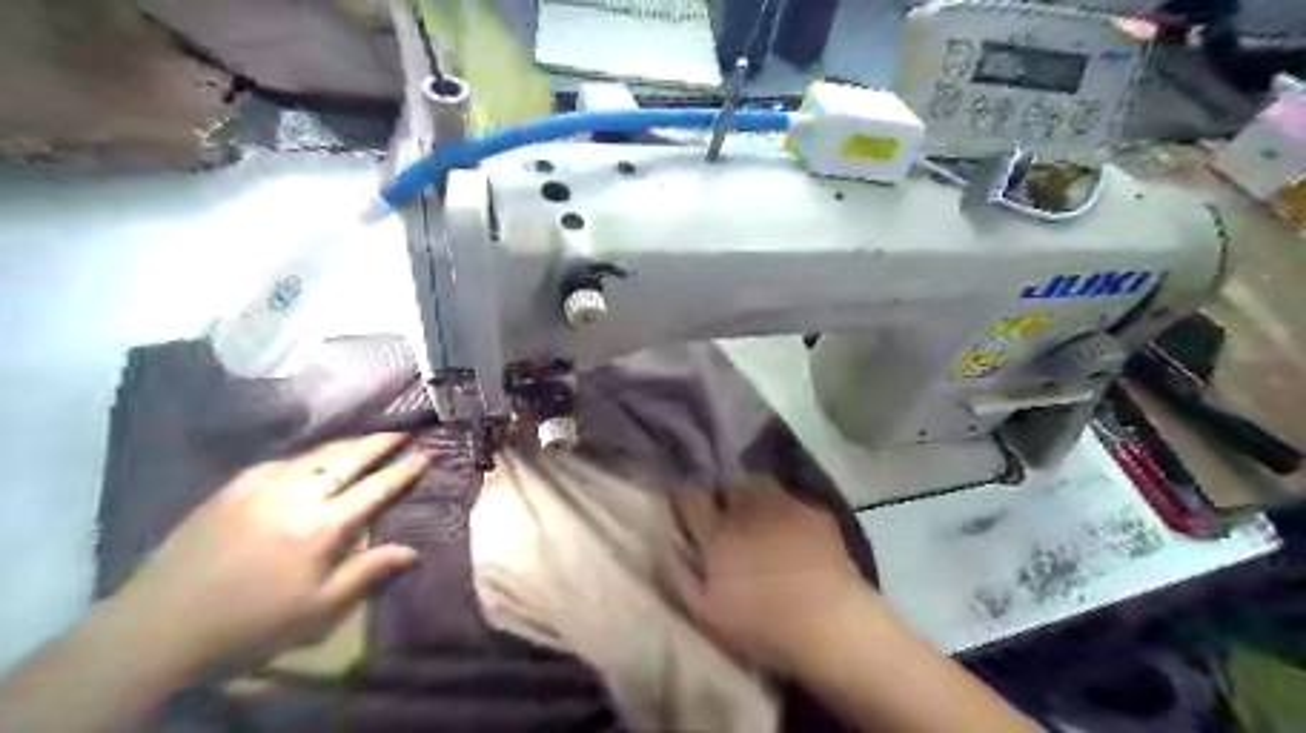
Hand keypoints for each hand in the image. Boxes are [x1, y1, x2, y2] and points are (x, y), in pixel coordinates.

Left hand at [106, 432, 429, 678]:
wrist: (157, 629)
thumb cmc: (250, 624)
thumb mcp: (318, 611)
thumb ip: (368, 573)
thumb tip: (413, 550)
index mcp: (323, 527)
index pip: (376, 487)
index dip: (404, 470)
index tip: (426, 454)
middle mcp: (296, 496)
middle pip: (348, 458)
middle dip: (380, 442)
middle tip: (404, 431)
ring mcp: (259, 487)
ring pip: (315, 454)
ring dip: (346, 444)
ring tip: (367, 437)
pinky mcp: (230, 489)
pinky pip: (280, 461)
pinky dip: (306, 456)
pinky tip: (310, 459)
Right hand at [664, 483, 863, 671]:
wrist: (828, 625)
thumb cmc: (760, 625)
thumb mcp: (705, 611)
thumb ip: (679, 572)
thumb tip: (664, 543)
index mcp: (717, 533)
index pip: (691, 497)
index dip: (686, 496)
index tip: (686, 502)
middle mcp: (747, 509)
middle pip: (726, 482)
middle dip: (723, 491)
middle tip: (726, 509)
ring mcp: (783, 505)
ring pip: (760, 484)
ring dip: (753, 493)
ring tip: (759, 514)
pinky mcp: (813, 511)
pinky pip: (792, 500)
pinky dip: (786, 509)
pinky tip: (793, 530)